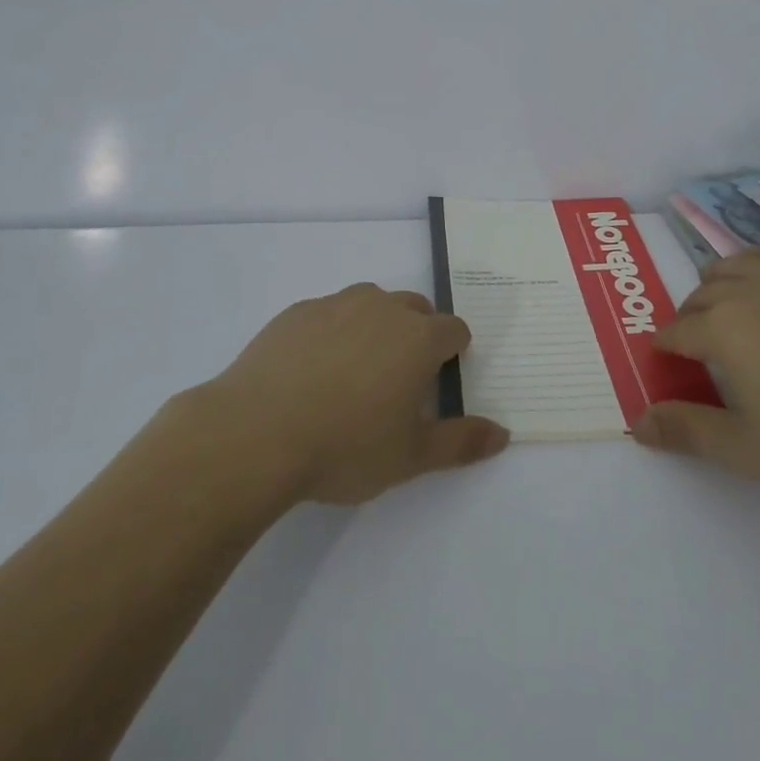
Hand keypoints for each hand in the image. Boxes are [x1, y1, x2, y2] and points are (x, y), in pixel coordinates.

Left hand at [203, 283, 508, 504]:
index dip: (453, 354)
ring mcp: (336, 304)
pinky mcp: (297, 311)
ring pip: (371, 304)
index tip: (438, 382)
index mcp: (418, 337)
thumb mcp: (411, 456)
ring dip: (375, 327)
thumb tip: (503, 433)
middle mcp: (383, 308)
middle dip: (417, 335)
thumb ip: (461, 442)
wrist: (256, 433)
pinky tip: (312, 371)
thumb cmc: (345, 446)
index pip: (454, 330)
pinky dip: (332, 331)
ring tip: (355, 372)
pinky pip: (328, 312)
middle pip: (415, 308)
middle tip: (398, 381)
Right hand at [633, 250, 759, 494]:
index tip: (666, 359)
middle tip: (698, 346)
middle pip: (701, 294)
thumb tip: (637, 424)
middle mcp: (746, 290)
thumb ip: (688, 432)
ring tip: (725, 307)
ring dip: (717, 284)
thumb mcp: (746, 448)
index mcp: (721, 327)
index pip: (678, 330)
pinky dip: (755, 269)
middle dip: (689, 317)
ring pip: (733, 266)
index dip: (667, 346)